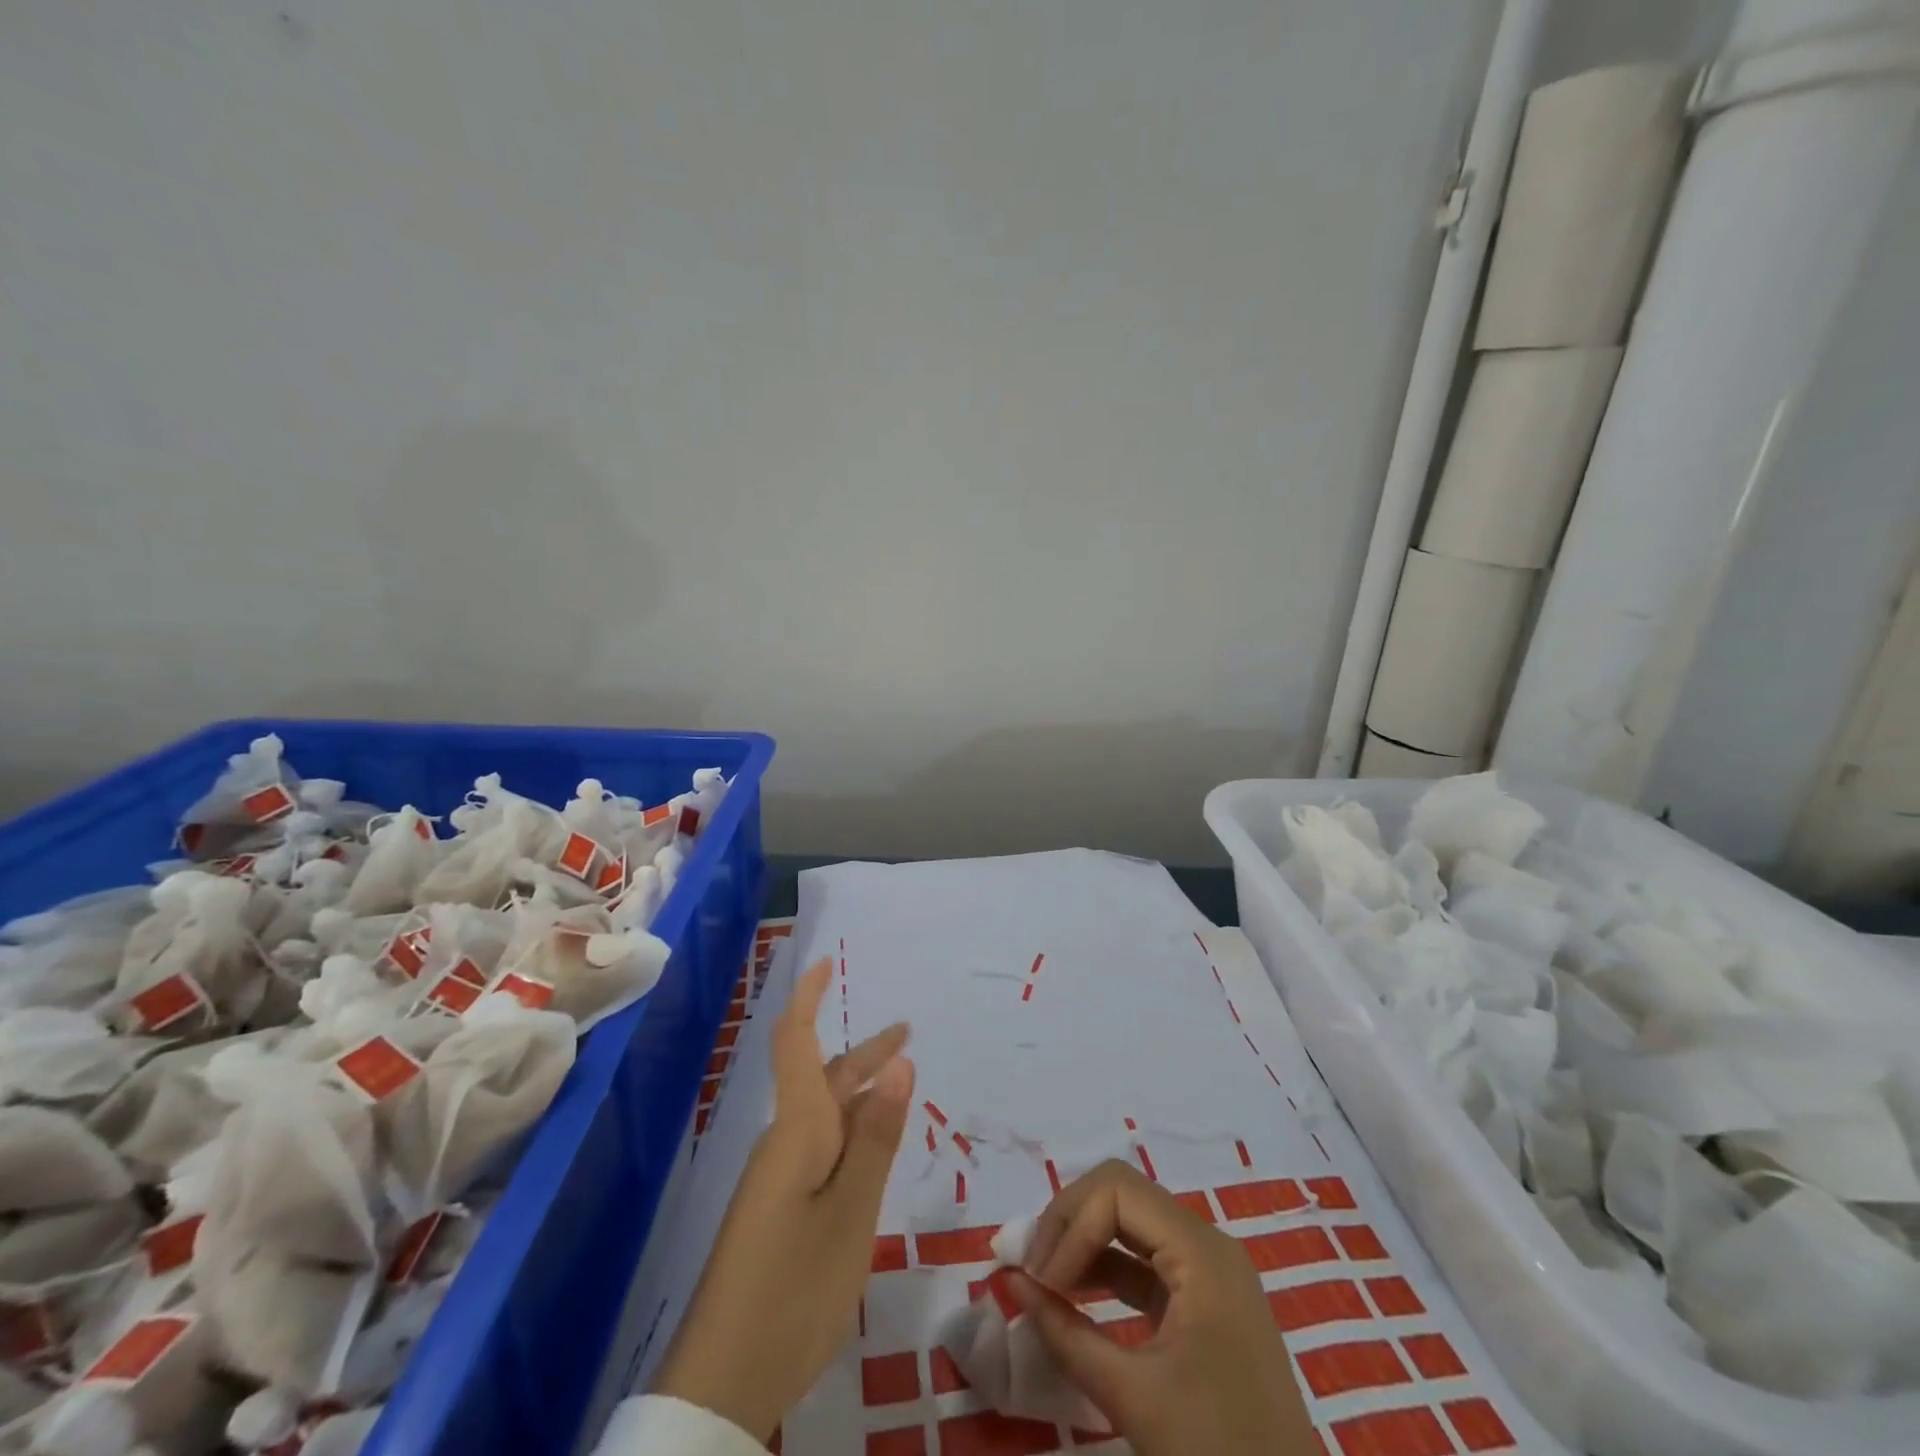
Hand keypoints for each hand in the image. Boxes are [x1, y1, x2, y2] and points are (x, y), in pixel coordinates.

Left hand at [652, 957, 914, 1442]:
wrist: (723, 1382)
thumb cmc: (794, 1287)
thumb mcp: (851, 1211)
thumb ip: (876, 1137)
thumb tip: (899, 1063)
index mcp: (798, 1130)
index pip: (796, 1043)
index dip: (808, 998)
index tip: (823, 962)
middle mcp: (785, 1143)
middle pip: (822, 1078)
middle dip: (863, 1052)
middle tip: (906, 1032)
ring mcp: (779, 1179)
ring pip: (825, 1116)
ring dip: (862, 1092)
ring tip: (900, 1083)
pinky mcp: (781, 1210)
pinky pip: (821, 1150)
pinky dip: (853, 1132)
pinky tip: (873, 1149)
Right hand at [1007, 1160, 1317, 1455]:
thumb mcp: (1134, 1398)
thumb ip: (1066, 1334)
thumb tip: (1012, 1281)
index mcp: (1201, 1252)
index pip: (1116, 1191)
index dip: (1070, 1226)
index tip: (1040, 1281)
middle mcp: (1206, 1243)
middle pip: (1121, 1193)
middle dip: (1070, 1223)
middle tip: (1032, 1268)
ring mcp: (1208, 1269)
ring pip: (1129, 1220)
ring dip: (1082, 1242)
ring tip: (1043, 1281)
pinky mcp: (1203, 1297)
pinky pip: (1143, 1258)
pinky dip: (1104, 1268)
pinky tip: (1074, 1295)